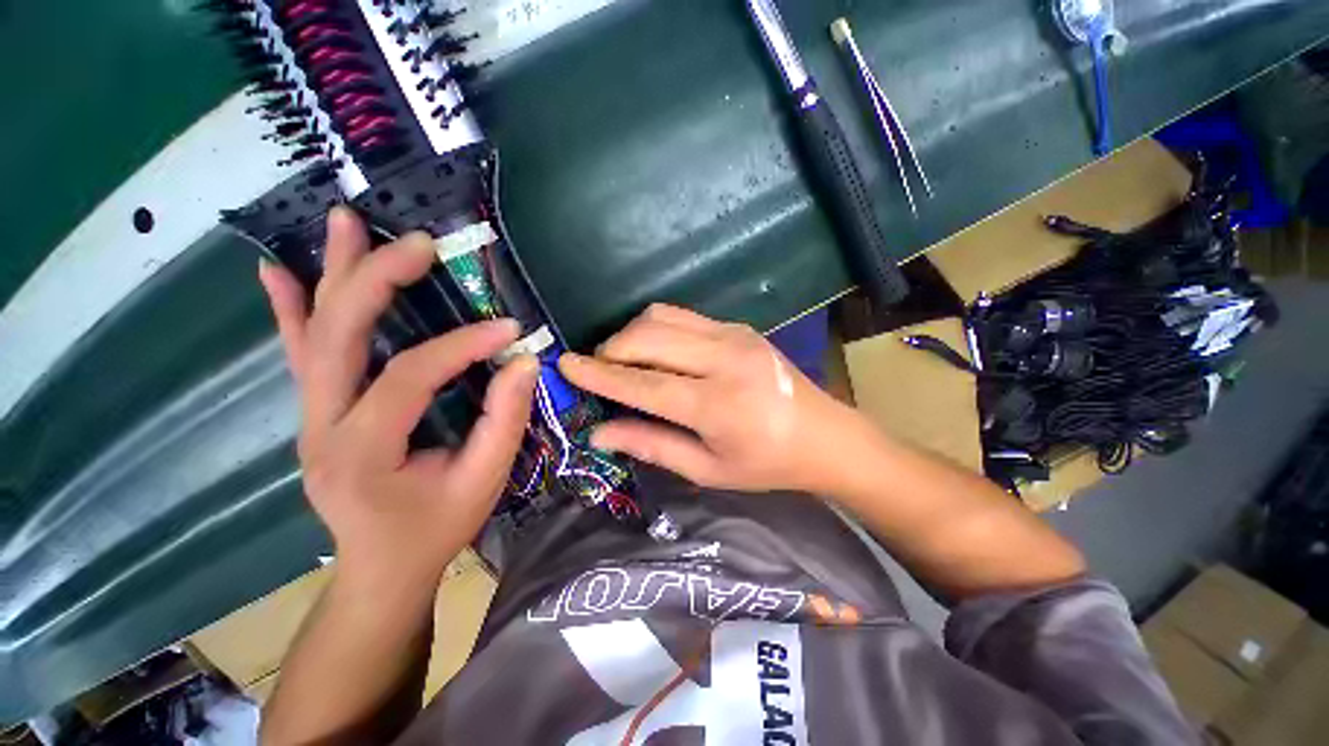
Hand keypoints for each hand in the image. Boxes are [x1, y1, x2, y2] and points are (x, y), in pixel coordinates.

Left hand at [258, 207, 537, 584]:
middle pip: (338, 335)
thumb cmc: (434, 530)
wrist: (380, 570)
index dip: (462, 346)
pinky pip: (301, 354)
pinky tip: (279, 271)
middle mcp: (321, 425)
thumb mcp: (483, 482)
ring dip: (333, 275)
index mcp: (362, 450)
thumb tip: (524, 363)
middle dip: (378, 279)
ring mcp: (310, 417)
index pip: (410, 376)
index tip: (508, 329)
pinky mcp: (316, 414)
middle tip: (418, 242)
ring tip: (345, 222)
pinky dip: (290, 310)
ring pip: (314, 334)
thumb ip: (504, 421)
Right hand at [558, 304, 866, 493]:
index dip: (599, 374)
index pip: (643, 383)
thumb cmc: (766, 464)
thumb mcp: (707, 470)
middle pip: (647, 338)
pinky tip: (656, 350)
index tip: (564, 363)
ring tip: (624, 359)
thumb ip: (652, 446)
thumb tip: (600, 432)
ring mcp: (732, 336)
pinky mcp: (737, 326)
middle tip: (598, 370)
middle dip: (610, 349)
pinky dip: (656, 327)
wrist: (824, 435)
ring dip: (631, 334)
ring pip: (661, 317)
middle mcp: (722, 360)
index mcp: (716, 405)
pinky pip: (683, 315)